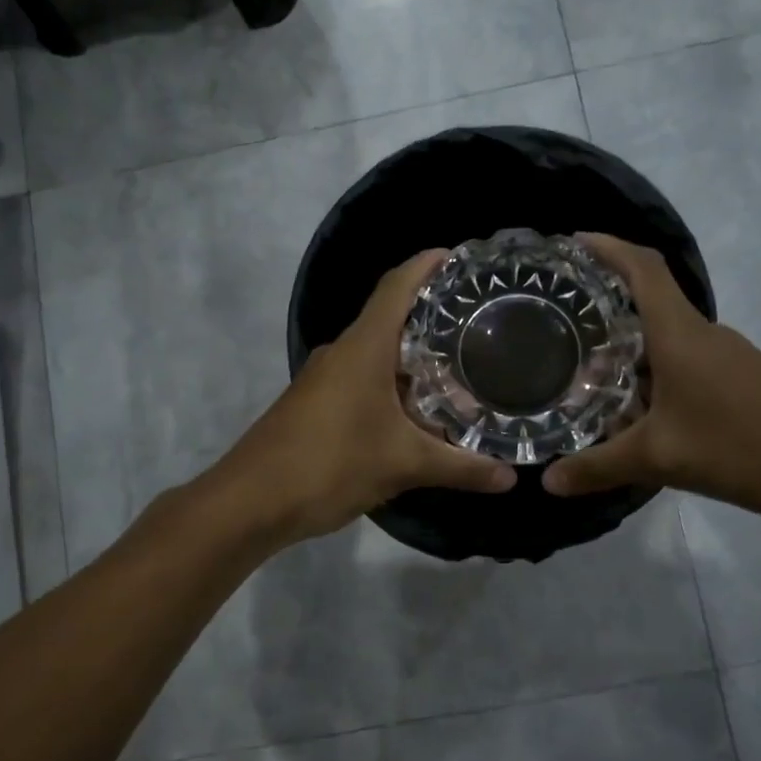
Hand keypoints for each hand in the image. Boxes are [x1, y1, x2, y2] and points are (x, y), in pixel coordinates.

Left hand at [219, 250, 516, 544]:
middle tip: (482, 323)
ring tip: (463, 366)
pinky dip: (395, 384)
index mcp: (363, 346)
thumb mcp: (403, 465)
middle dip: (434, 316)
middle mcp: (343, 351)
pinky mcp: (317, 404)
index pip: (398, 284)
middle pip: (391, 316)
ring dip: (415, 357)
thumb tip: (511, 478)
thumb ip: (460, 467)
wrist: (250, 502)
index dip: (428, 264)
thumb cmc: (329, 464)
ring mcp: (325, 378)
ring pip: (378, 353)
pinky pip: (364, 379)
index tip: (464, 259)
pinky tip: (421, 410)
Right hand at [542, 235, 760, 518]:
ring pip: (663, 338)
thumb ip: (599, 467)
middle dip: (603, 302)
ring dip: (626, 347)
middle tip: (557, 320)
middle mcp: (701, 335)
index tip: (571, 242)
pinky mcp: (736, 381)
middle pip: (647, 300)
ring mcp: (723, 358)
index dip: (607, 247)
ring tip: (583, 370)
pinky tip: (632, 410)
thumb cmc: (745, 445)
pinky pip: (681, 364)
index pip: (642, 267)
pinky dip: (650, 375)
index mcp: (680, 334)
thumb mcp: (661, 459)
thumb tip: (547, 481)